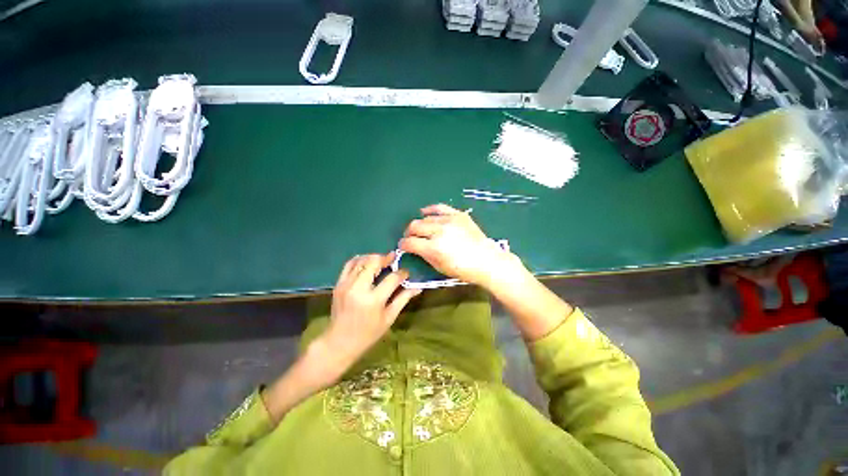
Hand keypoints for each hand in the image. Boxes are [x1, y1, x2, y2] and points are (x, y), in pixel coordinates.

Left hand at [320, 253, 419, 370]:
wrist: (340, 342)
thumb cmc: (368, 333)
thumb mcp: (389, 318)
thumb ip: (403, 299)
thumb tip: (418, 288)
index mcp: (373, 300)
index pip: (392, 278)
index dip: (402, 273)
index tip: (406, 273)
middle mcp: (359, 289)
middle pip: (374, 263)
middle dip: (386, 259)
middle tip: (393, 260)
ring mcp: (346, 285)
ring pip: (362, 261)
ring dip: (373, 258)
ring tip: (382, 261)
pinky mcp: (339, 284)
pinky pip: (349, 264)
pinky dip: (359, 260)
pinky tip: (367, 261)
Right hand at [399, 204, 519, 287]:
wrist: (487, 261)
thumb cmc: (463, 270)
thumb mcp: (439, 267)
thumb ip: (424, 255)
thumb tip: (414, 247)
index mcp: (434, 248)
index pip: (409, 242)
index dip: (403, 245)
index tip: (403, 246)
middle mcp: (439, 231)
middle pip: (415, 226)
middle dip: (409, 233)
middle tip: (411, 237)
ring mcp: (449, 220)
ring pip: (425, 217)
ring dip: (420, 224)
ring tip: (421, 229)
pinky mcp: (458, 215)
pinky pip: (440, 207)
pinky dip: (430, 210)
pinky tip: (425, 212)